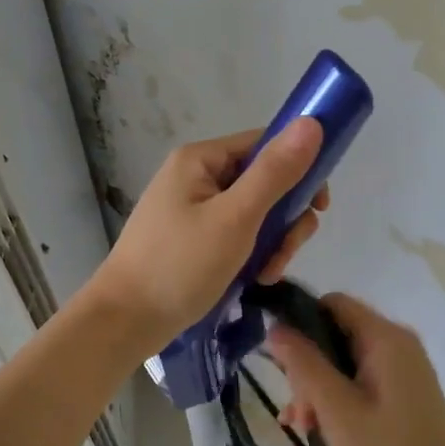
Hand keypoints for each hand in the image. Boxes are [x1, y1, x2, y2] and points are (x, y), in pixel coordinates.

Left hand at [83, 119, 328, 354]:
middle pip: (263, 182)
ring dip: (271, 242)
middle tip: (286, 252)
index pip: (264, 144)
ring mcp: (192, 210)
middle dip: (284, 218)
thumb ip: (275, 173)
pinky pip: (236, 235)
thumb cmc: (180, 265)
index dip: (299, 168)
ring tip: (267, 274)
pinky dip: (251, 255)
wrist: (125, 321)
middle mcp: (196, 177)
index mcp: (201, 160)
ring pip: (253, 213)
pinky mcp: (192, 240)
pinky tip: (255, 279)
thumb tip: (313, 123)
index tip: (319, 206)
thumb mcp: (236, 218)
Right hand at [268, 294, 444, 445]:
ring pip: (344, 363)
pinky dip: (337, 402)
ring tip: (303, 428)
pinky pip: (359, 385)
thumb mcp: (337, 410)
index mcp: (386, 339)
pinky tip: (320, 433)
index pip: (332, 303)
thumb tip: (275, 326)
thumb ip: (304, 364)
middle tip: (297, 411)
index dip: (298, 320)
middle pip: (336, 334)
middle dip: (307, 367)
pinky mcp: (403, 399)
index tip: (275, 358)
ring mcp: (403, 374)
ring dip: (318, 390)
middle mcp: (398, 346)